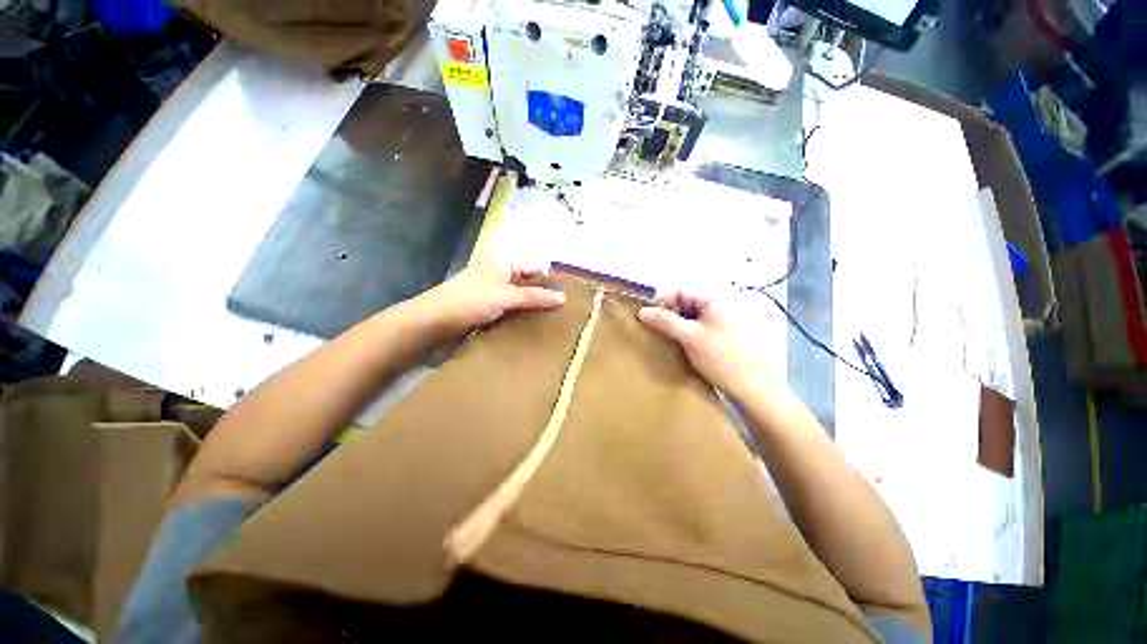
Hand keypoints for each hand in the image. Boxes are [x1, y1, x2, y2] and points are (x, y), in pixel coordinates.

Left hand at [414, 256, 565, 339]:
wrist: (434, 320)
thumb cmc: (471, 301)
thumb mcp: (506, 296)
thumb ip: (535, 297)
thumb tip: (562, 297)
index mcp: (505, 262)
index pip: (536, 267)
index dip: (551, 280)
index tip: (568, 296)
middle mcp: (500, 273)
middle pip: (529, 282)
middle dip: (543, 296)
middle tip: (563, 312)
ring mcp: (493, 290)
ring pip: (520, 297)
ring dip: (531, 308)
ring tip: (551, 321)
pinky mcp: (488, 306)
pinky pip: (510, 308)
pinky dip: (519, 315)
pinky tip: (531, 325)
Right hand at [638, 293, 779, 400]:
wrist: (754, 389)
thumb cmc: (723, 359)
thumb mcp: (690, 337)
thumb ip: (665, 321)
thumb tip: (642, 311)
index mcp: (716, 299)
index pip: (681, 291)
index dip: (662, 301)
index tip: (646, 316)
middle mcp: (720, 305)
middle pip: (685, 302)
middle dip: (668, 314)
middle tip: (654, 329)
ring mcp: (723, 320)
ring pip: (690, 316)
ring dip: (676, 325)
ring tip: (664, 338)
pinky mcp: (723, 335)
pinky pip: (698, 327)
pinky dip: (686, 333)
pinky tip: (679, 345)